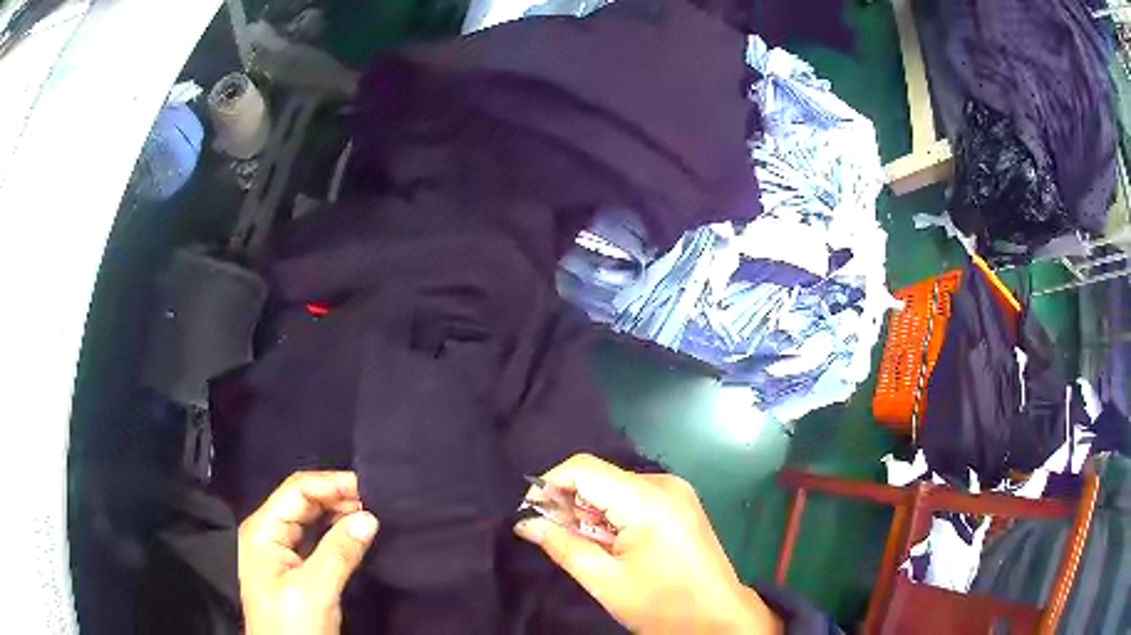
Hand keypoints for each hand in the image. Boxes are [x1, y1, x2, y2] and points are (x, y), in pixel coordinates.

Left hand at [238, 471, 378, 634]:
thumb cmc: (291, 626)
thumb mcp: (315, 590)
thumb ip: (339, 552)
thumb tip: (369, 517)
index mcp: (262, 531)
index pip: (296, 490)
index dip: (331, 484)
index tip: (368, 488)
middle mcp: (268, 534)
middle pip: (302, 501)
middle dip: (336, 498)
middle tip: (375, 504)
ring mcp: (279, 552)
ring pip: (310, 520)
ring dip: (338, 515)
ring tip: (370, 517)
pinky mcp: (292, 569)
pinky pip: (315, 540)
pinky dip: (335, 534)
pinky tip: (355, 536)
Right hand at [515, 454, 782, 634]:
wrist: (718, 619)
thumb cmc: (662, 605)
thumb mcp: (605, 580)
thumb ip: (562, 546)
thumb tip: (525, 523)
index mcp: (647, 499)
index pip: (583, 468)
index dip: (548, 485)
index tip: (529, 515)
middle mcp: (664, 483)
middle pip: (599, 477)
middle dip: (569, 504)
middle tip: (554, 539)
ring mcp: (676, 491)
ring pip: (614, 487)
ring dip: (590, 513)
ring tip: (587, 548)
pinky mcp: (681, 503)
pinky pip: (633, 497)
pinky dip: (612, 516)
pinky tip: (611, 545)